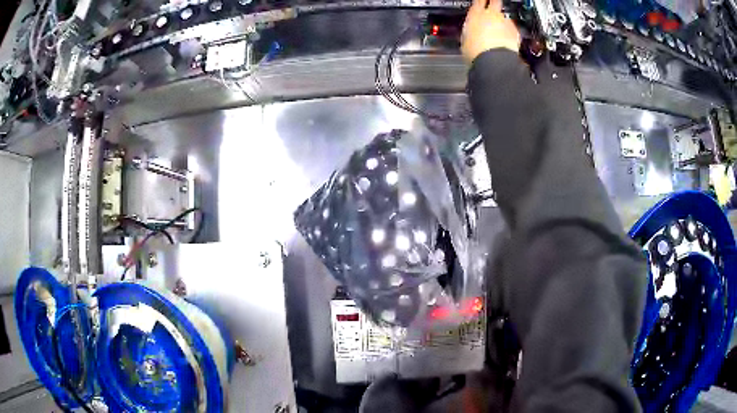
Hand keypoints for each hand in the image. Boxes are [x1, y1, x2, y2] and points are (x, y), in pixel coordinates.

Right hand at [461, 0, 520, 64]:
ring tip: (499, 30)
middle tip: (494, 5)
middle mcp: (491, 15)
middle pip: (495, 1)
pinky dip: (510, 32)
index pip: (478, 1)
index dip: (480, 1)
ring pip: (504, 16)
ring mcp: (505, 22)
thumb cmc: (477, 52)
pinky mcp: (515, 32)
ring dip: (502, 21)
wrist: (494, 61)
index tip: (481, 2)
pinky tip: (506, 39)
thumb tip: (470, 32)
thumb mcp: (465, 39)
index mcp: (475, 14)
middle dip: (494, 3)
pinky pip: (512, 28)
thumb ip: (470, 30)